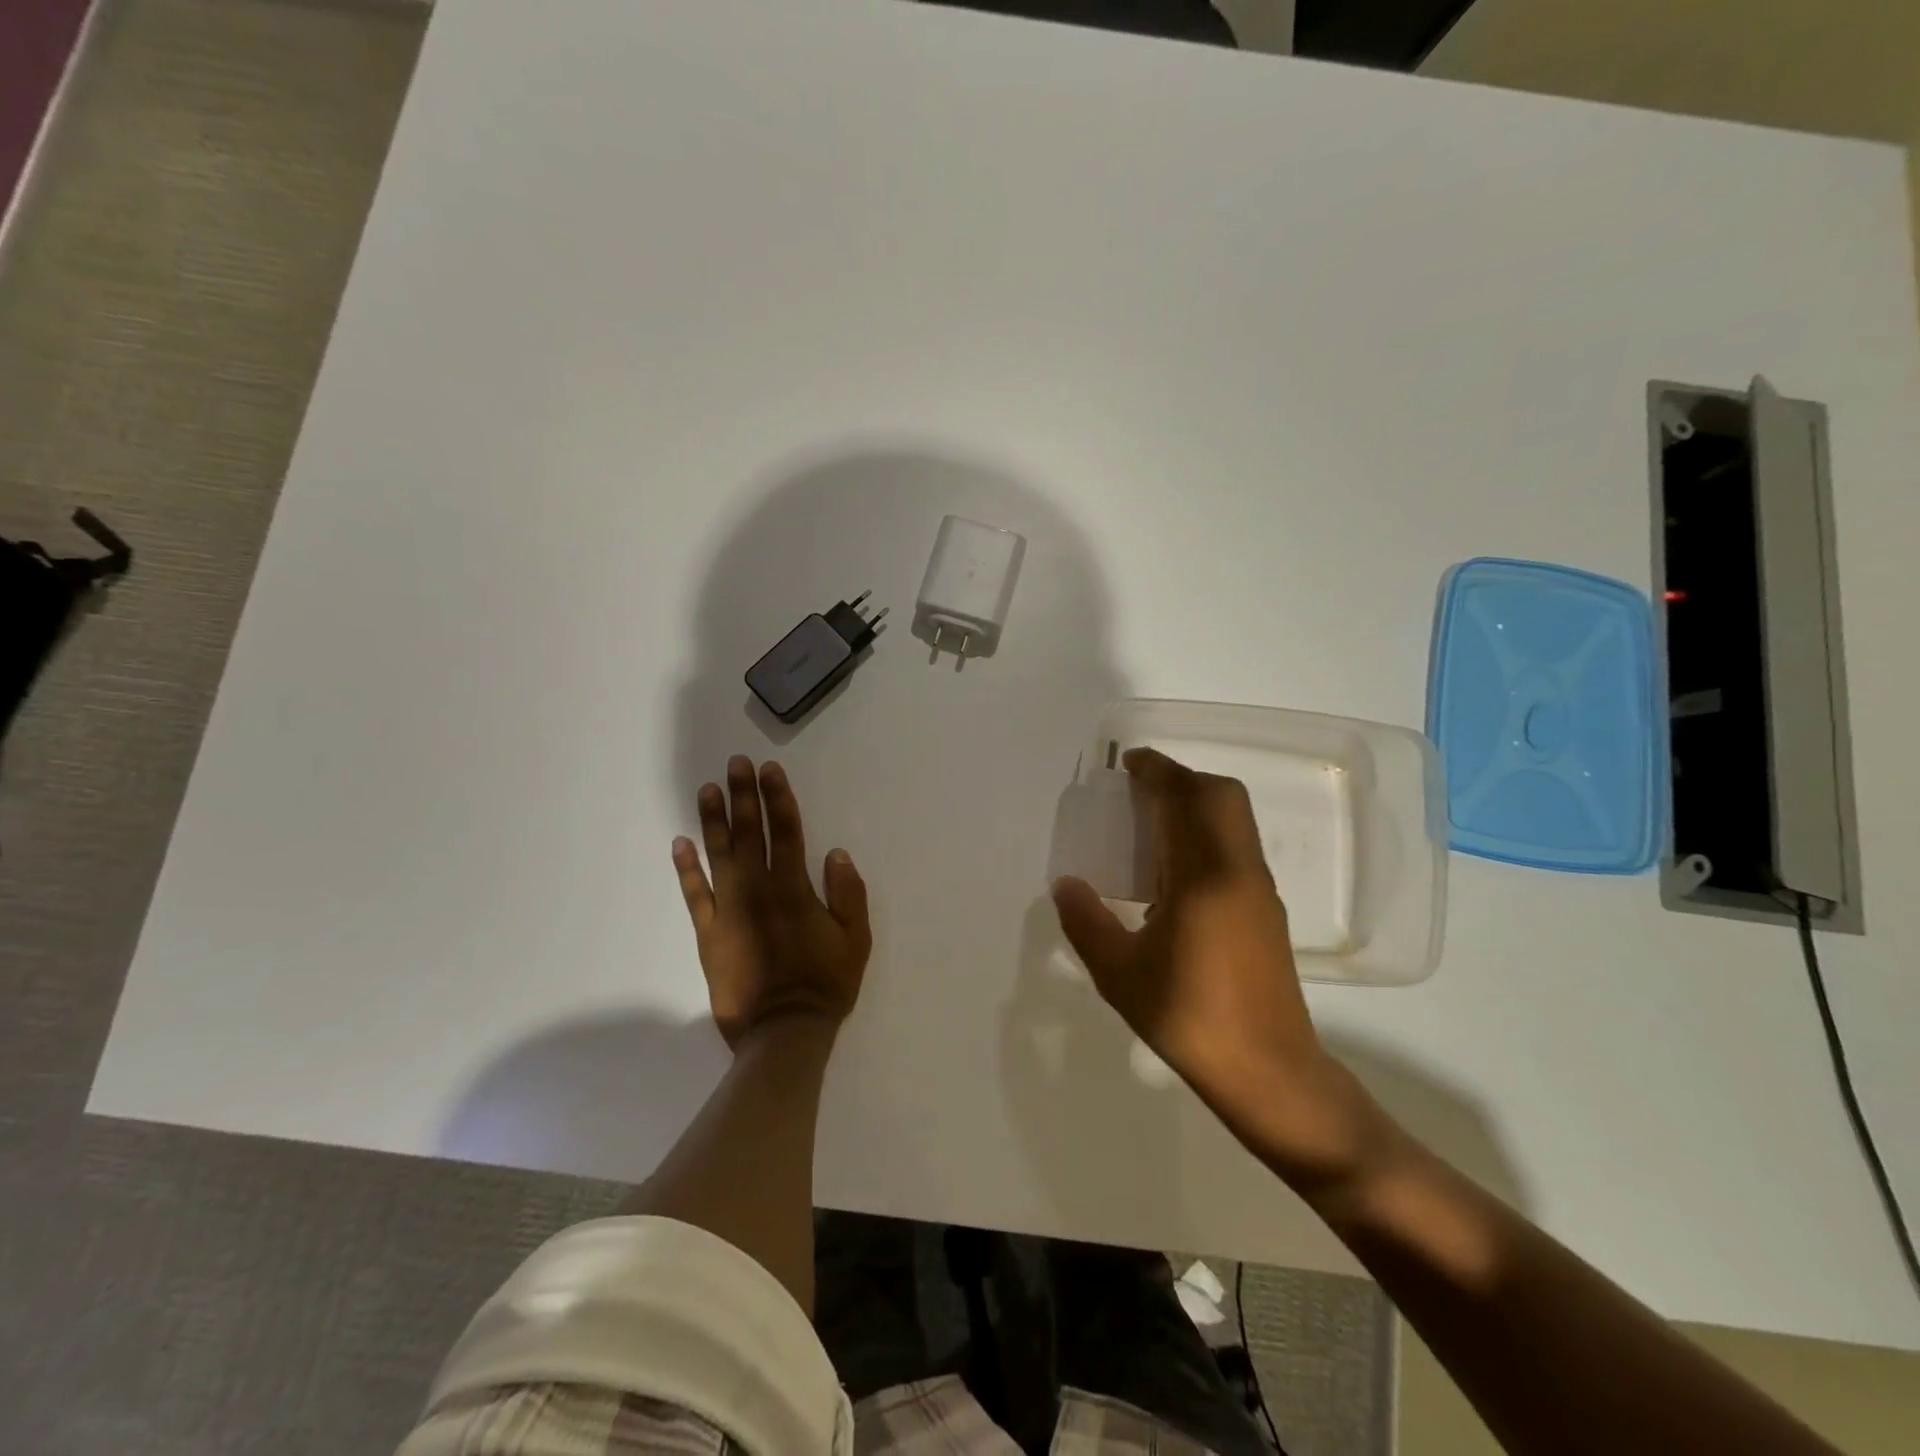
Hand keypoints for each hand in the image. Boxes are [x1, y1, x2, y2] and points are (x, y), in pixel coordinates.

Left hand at [673, 756, 871, 1049]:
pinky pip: (694, 894)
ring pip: (719, 856)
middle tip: (736, 764)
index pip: (786, 832)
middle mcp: (758, 891)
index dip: (778, 798)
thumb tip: (836, 853)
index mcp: (795, 890)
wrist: (782, 1032)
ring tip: (707, 790)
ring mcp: (729, 911)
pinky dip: (686, 869)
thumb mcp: (856, 940)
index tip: (769, 770)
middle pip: (750, 834)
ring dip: (714, 820)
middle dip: (744, 796)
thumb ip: (848, 894)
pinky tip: (680, 843)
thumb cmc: (825, 984)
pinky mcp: (708, 933)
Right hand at [1051, 748, 1387, 1193]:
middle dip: (1181, 778)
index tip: (1128, 764)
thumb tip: (1066, 884)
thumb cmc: (1189, 1018)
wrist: (1269, 1072)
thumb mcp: (1120, 974)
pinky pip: (1235, 846)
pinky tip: (1173, 871)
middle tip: (1139, 789)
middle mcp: (1238, 870)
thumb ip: (1087, 922)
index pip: (1185, 799)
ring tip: (1150, 823)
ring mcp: (1258, 889)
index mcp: (1203, 877)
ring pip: (1234, 820)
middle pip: (1221, 796)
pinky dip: (1206, 832)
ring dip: (1196, 804)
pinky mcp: (1266, 910)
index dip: (1158, 771)